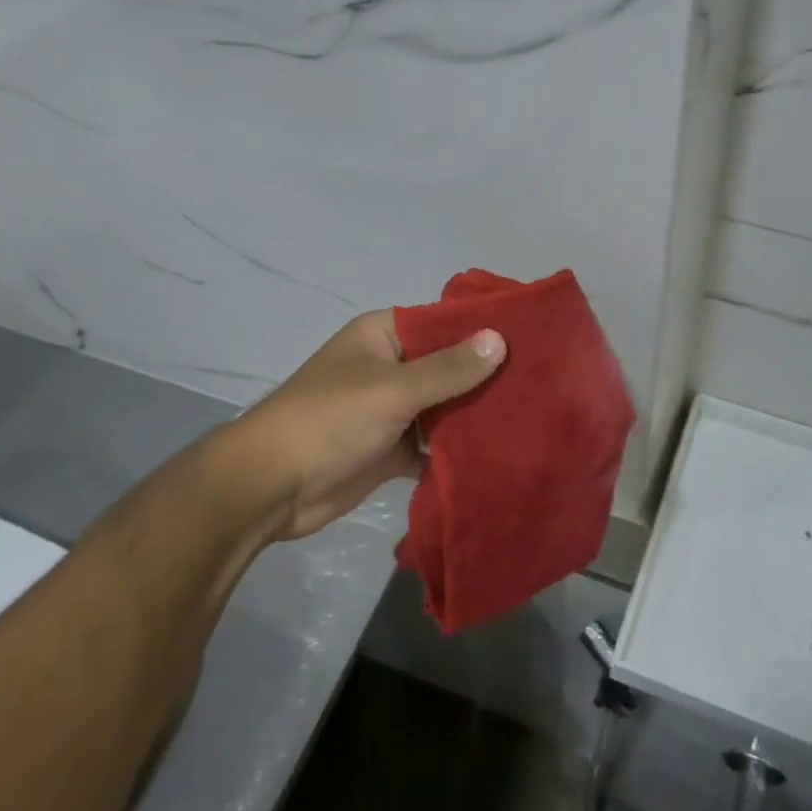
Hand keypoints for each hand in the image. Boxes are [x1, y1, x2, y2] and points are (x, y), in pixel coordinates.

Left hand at [208, 310, 504, 541]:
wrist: (270, 488)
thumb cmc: (329, 420)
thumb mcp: (392, 388)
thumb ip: (448, 368)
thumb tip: (499, 339)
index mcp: (383, 337)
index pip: (442, 322)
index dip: (482, 328)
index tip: (531, 337)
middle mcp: (389, 367)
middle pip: (447, 366)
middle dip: (486, 376)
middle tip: (541, 382)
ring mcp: (390, 410)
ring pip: (444, 407)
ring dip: (475, 415)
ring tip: (532, 416)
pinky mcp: (391, 450)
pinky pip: (433, 444)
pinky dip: (457, 450)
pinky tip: (498, 454)